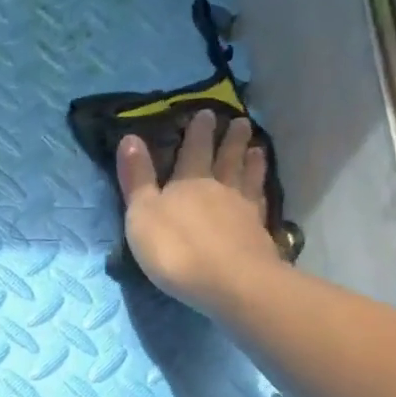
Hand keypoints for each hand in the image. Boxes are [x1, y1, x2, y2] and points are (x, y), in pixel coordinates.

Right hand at [118, 110, 282, 312]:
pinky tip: (264, 191)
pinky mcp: (259, 235)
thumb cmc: (176, 248)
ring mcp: (243, 212)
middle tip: (240, 121)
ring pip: (247, 178)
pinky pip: (261, 205)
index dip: (198, 132)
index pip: (194, 150)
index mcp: (188, 182)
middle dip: (230, 140)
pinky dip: (262, 193)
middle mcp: (220, 189)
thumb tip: (131, 137)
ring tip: (257, 148)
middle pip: (226, 159)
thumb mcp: (143, 213)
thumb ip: (137, 178)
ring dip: (251, 162)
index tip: (206, 112)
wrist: (229, 283)